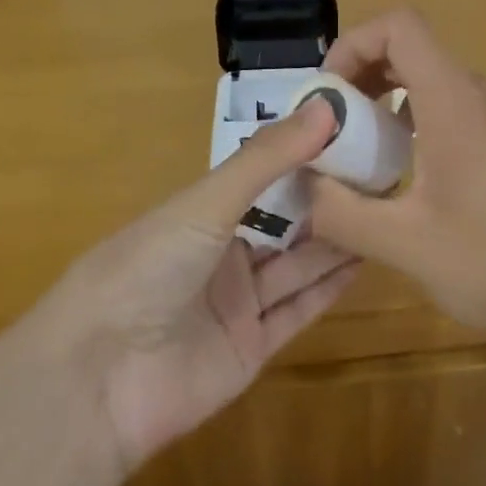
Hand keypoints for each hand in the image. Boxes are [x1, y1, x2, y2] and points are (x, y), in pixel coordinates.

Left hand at [35, 98, 356, 471]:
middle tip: (383, 175)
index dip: (304, 159)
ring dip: (336, 242)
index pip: (262, 179)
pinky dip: (329, 289)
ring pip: (296, 266)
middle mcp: (220, 255)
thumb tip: (327, 107)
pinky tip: (364, 261)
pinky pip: (297, 311)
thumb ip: (267, 159)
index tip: (354, 135)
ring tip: (384, 212)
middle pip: (284, 224)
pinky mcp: (252, 348)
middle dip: (327, 201)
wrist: (101, 378)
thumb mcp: (206, 203)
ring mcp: (236, 304)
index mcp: (200, 214)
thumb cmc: (147, 268)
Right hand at [306, 10, 485, 336]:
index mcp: (455, 101)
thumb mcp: (402, 243)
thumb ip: (340, 210)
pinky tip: (406, 173)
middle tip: (334, 128)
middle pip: (412, 50)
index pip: (400, 26)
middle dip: (362, 77)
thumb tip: (301, 186)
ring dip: (388, 102)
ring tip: (363, 154)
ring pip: (432, 80)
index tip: (329, 94)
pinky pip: (454, 106)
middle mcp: (482, 93)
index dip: (354, 43)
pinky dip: (417, 120)